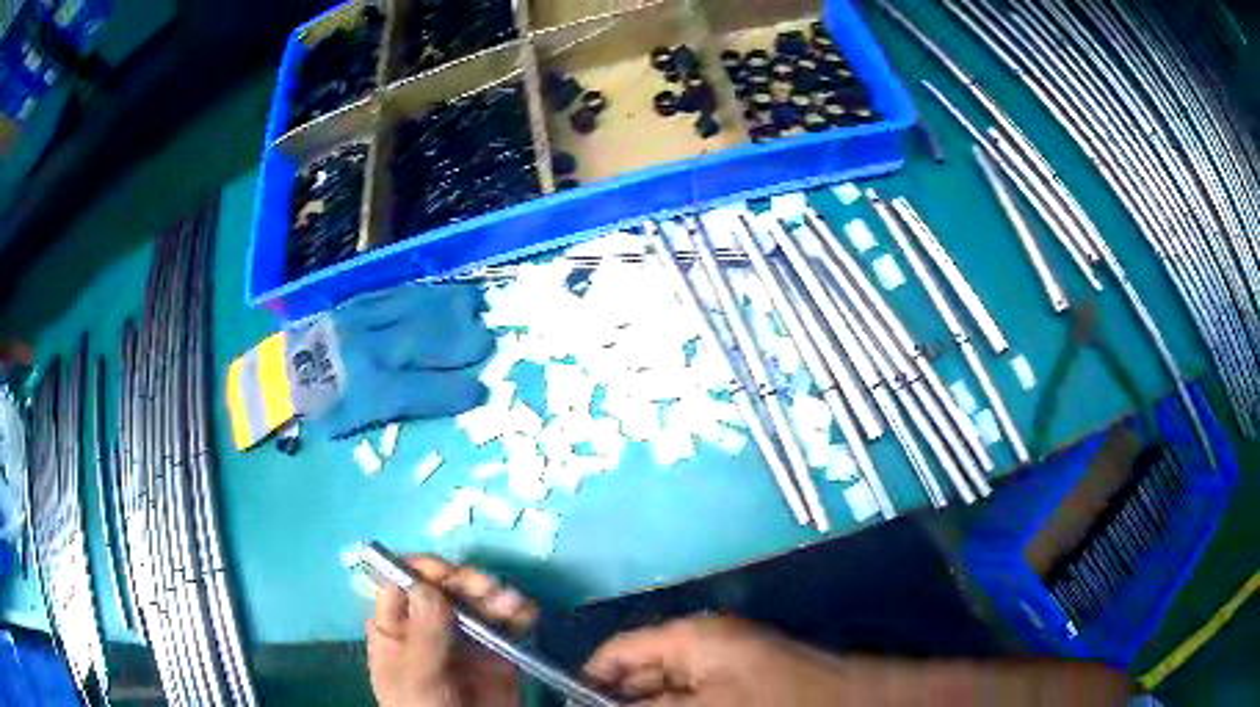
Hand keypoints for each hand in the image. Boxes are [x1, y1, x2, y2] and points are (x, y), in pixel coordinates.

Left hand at [367, 556, 538, 706]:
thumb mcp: (417, 679)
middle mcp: (430, 625)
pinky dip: (520, 612)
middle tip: (488, 589)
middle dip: (467, 580)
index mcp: (397, 628)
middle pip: (445, 586)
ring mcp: (465, 638)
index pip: (402, 582)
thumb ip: (423, 636)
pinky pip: (508, 623)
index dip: (423, 570)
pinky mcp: (498, 652)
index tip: (447, 573)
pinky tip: (527, 614)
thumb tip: (428, 586)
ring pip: (478, 600)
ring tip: (513, 605)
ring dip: (497, 593)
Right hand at [584, 616, 859, 705]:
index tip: (571, 701)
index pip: (620, 650)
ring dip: (649, 704)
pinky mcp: (738, 678)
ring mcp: (721, 661)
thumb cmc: (774, 701)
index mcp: (690, 637)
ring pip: (665, 687)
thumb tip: (602, 705)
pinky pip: (692, 693)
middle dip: (621, 698)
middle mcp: (701, 643)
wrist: (846, 701)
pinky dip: (677, 705)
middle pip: (639, 671)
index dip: (591, 677)